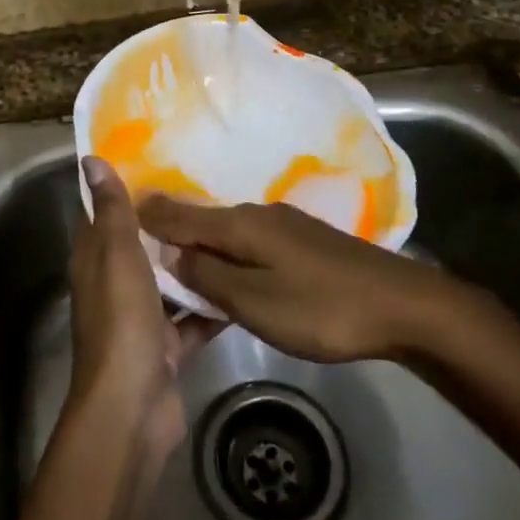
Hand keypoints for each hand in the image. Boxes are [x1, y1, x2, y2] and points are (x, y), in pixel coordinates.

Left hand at [69, 158, 215, 459]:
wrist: (133, 406)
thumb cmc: (121, 320)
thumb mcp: (116, 254)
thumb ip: (111, 209)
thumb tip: (90, 159)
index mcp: (95, 261)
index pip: (106, 214)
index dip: (128, 189)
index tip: (162, 162)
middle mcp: (115, 286)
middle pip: (143, 246)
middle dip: (170, 224)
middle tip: (211, 191)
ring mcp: (142, 319)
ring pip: (171, 281)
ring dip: (195, 262)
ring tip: (232, 228)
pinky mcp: (169, 346)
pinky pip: (194, 317)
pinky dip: (213, 304)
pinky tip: (245, 281)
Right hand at [140, 196, 459, 362]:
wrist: (402, 305)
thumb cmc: (322, 308)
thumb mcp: (256, 302)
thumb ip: (209, 278)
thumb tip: (169, 256)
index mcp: (241, 224)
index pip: (180, 214)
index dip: (148, 215)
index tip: (116, 211)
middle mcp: (258, 214)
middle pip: (203, 220)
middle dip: (170, 231)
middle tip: (137, 245)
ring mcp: (284, 226)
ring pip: (227, 232)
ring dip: (200, 245)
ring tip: (174, 263)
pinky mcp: (303, 243)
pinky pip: (250, 242)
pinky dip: (228, 252)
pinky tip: (226, 270)